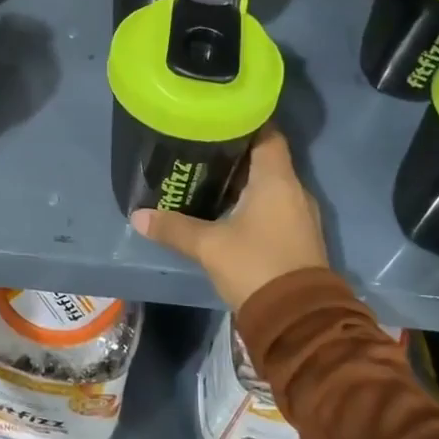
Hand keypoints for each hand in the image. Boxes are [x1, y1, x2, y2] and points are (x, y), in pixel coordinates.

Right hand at [131, 127, 327, 310]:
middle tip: (202, 147)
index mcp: (277, 180)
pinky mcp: (299, 237)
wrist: (299, 320)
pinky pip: (276, 206)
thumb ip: (174, 228)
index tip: (217, 118)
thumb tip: (138, 215)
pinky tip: (228, 209)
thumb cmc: (256, 266)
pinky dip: (254, 202)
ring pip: (271, 185)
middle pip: (267, 158)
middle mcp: (294, 190)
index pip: (267, 134)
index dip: (245, 122)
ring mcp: (300, 215)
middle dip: (236, 152)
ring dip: (245, 180)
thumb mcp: (209, 246)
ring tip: (209, 176)